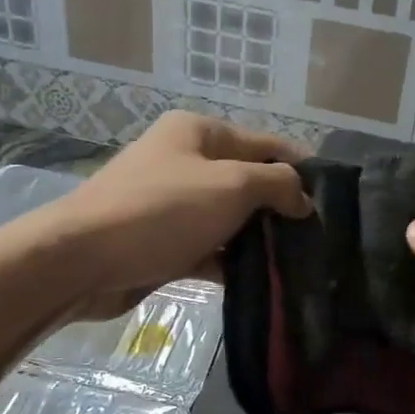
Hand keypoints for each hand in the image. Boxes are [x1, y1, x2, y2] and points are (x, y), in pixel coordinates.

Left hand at [37, 112, 311, 317]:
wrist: (80, 260)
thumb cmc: (162, 210)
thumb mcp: (231, 185)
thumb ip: (276, 184)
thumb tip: (303, 197)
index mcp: (199, 132)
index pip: (265, 143)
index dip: (301, 167)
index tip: (333, 198)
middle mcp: (185, 160)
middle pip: (247, 181)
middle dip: (280, 207)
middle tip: (319, 237)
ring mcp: (171, 203)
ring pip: (228, 218)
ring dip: (257, 238)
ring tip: (298, 262)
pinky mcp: (162, 241)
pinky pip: (208, 247)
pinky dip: (230, 261)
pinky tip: (260, 281)